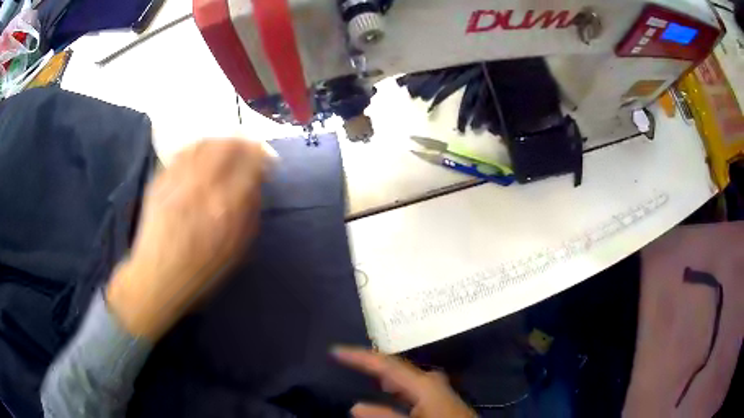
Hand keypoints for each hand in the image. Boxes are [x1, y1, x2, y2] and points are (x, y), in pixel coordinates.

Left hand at [107, 138, 272, 340]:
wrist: (157, 279)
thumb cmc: (202, 272)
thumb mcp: (237, 251)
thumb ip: (250, 214)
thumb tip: (256, 184)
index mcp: (226, 208)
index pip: (251, 163)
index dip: (263, 156)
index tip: (267, 162)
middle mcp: (202, 186)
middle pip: (228, 145)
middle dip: (243, 142)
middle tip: (248, 149)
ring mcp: (178, 180)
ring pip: (205, 143)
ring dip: (221, 141)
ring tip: (226, 148)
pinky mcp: (160, 179)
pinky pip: (183, 152)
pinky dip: (198, 147)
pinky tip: (201, 154)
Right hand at [333, 347, 474, 417]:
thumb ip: (383, 415)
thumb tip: (356, 406)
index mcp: (423, 383)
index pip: (385, 364)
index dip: (359, 356)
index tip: (335, 350)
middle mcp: (429, 380)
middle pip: (394, 368)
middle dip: (370, 364)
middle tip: (345, 359)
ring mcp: (436, 388)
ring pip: (402, 379)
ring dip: (381, 378)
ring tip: (360, 371)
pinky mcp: (438, 398)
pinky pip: (409, 388)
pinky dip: (394, 389)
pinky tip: (388, 393)